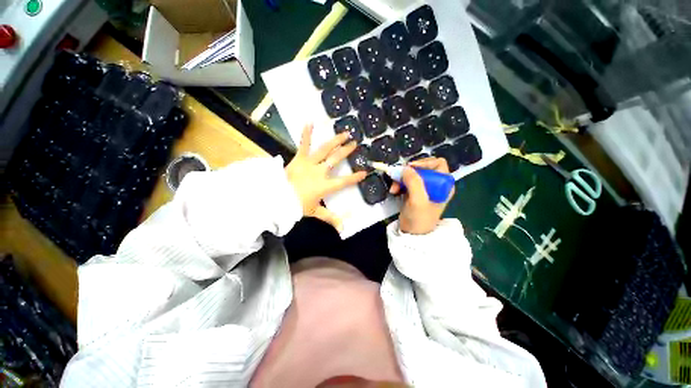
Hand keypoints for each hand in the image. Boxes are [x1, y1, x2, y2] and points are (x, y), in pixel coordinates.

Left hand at [286, 124, 366, 230]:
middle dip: (346, 152)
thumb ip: (330, 218)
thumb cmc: (296, 206)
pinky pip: (303, 145)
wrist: (277, 198)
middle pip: (336, 160)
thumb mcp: (315, 213)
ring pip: (325, 150)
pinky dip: (306, 134)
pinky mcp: (298, 159)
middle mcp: (320, 172)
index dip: (354, 177)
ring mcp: (309, 164)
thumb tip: (343, 229)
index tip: (364, 172)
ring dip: (335, 141)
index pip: (344, 182)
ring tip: (344, 133)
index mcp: (325, 186)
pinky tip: (309, 122)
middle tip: (355, 143)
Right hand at [390, 157, 454, 234]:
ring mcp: (425, 188)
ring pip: (413, 174)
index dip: (424, 163)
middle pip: (423, 168)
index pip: (438, 164)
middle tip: (397, 177)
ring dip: (401, 178)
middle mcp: (437, 184)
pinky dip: (399, 183)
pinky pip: (407, 181)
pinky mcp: (415, 192)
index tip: (410, 168)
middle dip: (408, 172)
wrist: (412, 234)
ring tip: (393, 188)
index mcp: (444, 185)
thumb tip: (405, 168)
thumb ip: (414, 182)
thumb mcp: (418, 200)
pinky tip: (394, 190)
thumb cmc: (419, 218)